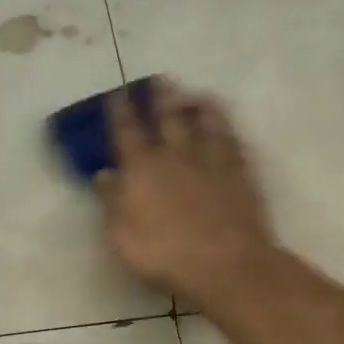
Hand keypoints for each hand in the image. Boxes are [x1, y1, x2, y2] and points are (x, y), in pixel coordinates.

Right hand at [97, 79, 274, 301]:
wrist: (224, 264)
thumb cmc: (164, 255)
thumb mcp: (121, 235)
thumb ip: (112, 201)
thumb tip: (104, 174)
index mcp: (142, 169)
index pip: (127, 132)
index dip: (121, 112)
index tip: (117, 94)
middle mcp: (176, 157)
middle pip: (168, 119)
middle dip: (161, 98)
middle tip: (160, 79)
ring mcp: (211, 163)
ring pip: (205, 126)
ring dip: (199, 108)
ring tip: (197, 94)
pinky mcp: (240, 176)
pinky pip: (232, 144)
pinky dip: (228, 130)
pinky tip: (227, 125)